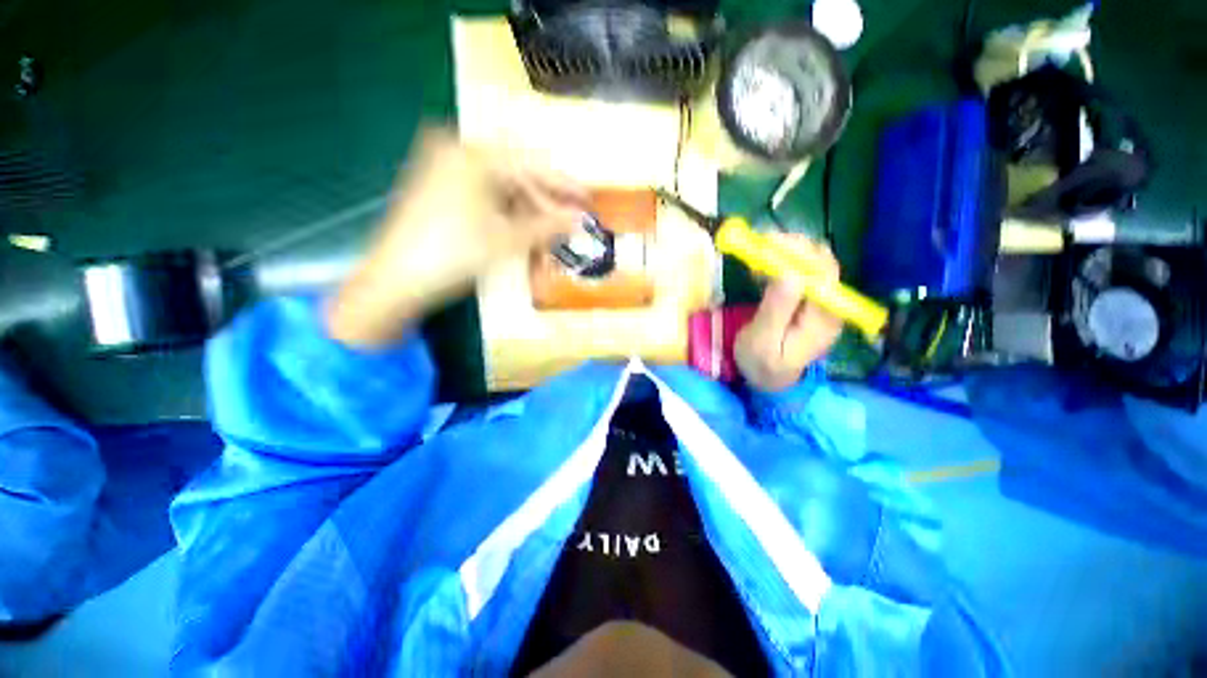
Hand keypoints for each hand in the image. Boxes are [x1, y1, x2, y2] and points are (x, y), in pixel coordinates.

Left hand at [327, 130, 588, 346]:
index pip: (532, 165)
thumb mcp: (508, 240)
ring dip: (526, 227)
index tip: (589, 199)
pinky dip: (505, 227)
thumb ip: (548, 225)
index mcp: (472, 155)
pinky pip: (484, 206)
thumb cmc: (453, 255)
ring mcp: (444, 174)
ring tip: (542, 254)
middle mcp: (456, 154)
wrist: (395, 282)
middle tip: (566, 234)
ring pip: (502, 197)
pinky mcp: (438, 194)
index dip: (564, 186)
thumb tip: (580, 219)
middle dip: (543, 214)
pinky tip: (519, 248)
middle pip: (517, 181)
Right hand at [735, 234, 843, 391]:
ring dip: (787, 251)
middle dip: (793, 247)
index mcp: (823, 318)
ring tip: (758, 250)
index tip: (769, 243)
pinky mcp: (807, 301)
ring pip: (812, 265)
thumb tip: (789, 274)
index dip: (800, 252)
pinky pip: (800, 273)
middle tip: (760, 241)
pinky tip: (763, 264)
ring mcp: (819, 302)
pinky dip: (782, 262)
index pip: (824, 274)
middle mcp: (829, 305)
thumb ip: (777, 310)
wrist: (769, 380)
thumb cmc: (762, 364)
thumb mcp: (763, 342)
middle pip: (822, 263)